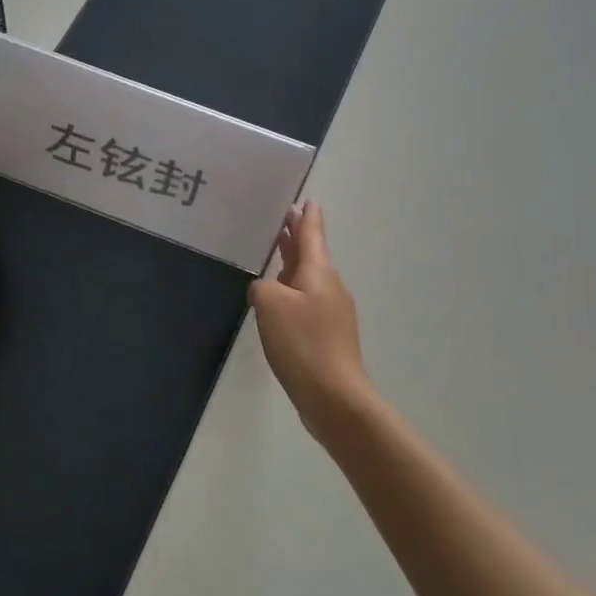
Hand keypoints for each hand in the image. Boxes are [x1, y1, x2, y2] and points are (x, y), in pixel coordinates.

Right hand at [249, 201, 373, 440]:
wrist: (334, 396)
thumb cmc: (303, 343)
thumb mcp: (270, 305)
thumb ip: (262, 286)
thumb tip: (265, 289)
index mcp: (319, 273)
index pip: (312, 235)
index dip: (307, 217)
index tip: (307, 199)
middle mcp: (329, 287)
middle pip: (311, 254)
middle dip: (298, 237)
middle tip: (285, 218)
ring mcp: (330, 313)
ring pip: (308, 278)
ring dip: (293, 263)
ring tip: (277, 252)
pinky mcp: (326, 336)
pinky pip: (305, 301)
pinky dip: (292, 290)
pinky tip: (277, 299)